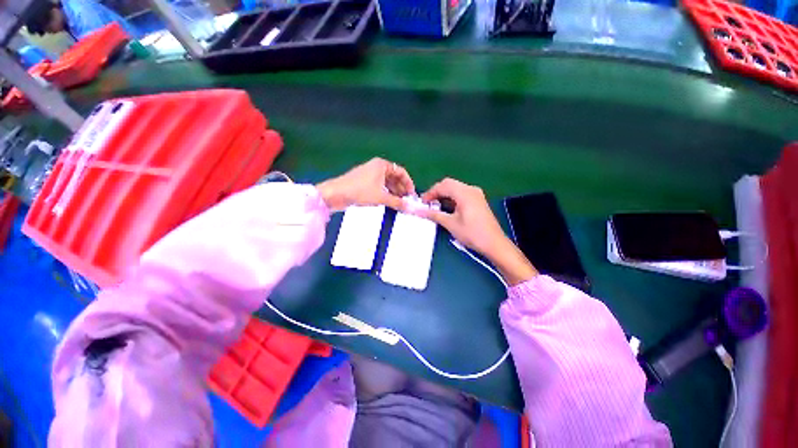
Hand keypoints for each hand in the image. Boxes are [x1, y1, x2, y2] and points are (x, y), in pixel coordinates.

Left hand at [316, 158, 414, 211]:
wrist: (335, 194)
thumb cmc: (359, 191)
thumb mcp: (381, 197)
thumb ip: (397, 202)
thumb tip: (409, 207)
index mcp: (382, 165)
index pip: (401, 172)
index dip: (408, 183)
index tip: (412, 194)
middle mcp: (376, 167)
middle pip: (394, 177)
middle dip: (401, 189)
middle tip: (406, 201)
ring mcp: (369, 175)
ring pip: (386, 183)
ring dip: (394, 193)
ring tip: (399, 204)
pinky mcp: (364, 183)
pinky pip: (379, 187)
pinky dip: (385, 194)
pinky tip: (389, 202)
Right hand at [420, 178, 536, 285]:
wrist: (494, 244)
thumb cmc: (472, 233)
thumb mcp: (450, 224)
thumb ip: (433, 215)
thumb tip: (418, 211)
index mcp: (465, 193)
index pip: (443, 185)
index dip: (430, 192)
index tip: (422, 203)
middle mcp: (471, 190)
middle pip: (449, 184)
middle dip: (436, 192)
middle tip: (427, 204)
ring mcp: (476, 195)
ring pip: (455, 189)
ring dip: (444, 195)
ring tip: (434, 207)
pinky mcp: (478, 201)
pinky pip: (461, 194)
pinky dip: (452, 199)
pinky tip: (446, 208)